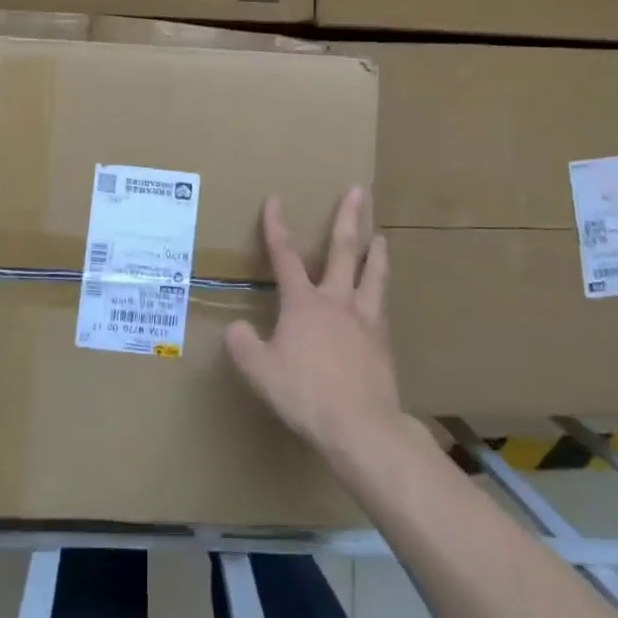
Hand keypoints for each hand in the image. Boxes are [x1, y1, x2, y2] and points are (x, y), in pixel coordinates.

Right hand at [225, 188, 402, 459]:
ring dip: (376, 253)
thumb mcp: (260, 372)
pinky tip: (382, 296)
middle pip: (343, 250)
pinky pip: (382, 306)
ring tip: (381, 237)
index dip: (277, 227)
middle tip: (359, 191)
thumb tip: (235, 329)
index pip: (285, 256)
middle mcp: (336, 301)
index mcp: (303, 303)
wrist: (360, 426)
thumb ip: (243, 347)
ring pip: (372, 275)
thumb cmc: (305, 394)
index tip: (275, 200)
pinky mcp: (383, 341)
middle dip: (348, 218)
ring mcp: (364, 319)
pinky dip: (381, 292)